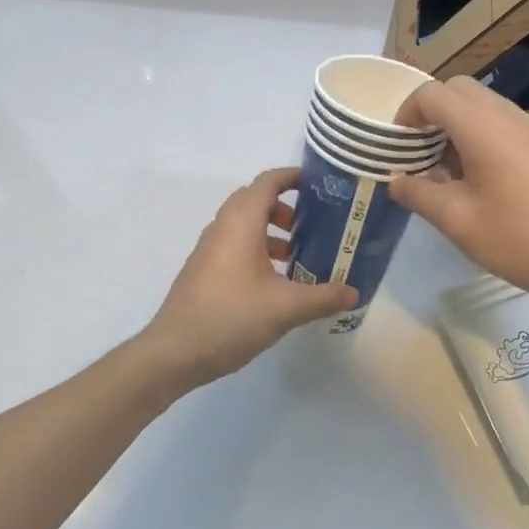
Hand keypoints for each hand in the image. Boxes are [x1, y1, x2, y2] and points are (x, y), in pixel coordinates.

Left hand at [140, 168, 358, 388]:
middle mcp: (223, 227)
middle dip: (285, 206)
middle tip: (313, 224)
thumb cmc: (231, 317)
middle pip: (255, 200)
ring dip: (271, 231)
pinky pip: (235, 244)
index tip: (319, 184)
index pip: (267, 182)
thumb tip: (354, 292)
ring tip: (298, 255)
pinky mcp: (204, 269)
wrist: (174, 351)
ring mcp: (209, 248)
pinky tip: (275, 281)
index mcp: (241, 223)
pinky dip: (257, 248)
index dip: (292, 177)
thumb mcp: (285, 308)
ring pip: (244, 224)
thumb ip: (323, 297)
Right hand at [389, 77, 528, 308]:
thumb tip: (398, 182)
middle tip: (420, 152)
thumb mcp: (458, 221)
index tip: (398, 147)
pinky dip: (482, 136)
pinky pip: (505, 124)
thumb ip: (419, 195)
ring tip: (449, 170)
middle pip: (459, 90)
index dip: (406, 113)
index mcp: (481, 126)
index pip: (432, 95)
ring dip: (458, 124)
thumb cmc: (520, 238)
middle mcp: (507, 116)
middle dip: (432, 112)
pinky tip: (483, 181)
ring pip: (484, 105)